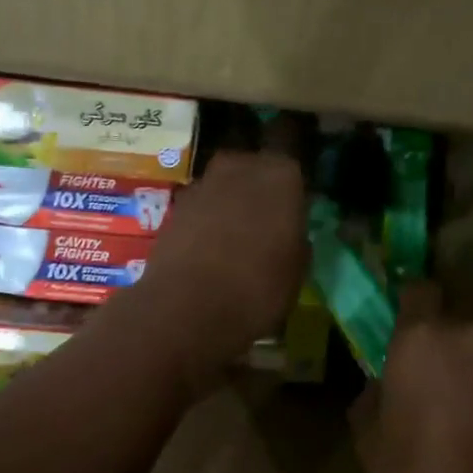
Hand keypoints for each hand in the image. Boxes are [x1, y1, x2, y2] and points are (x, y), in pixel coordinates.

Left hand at [128, 151, 306, 386]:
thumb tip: (288, 233)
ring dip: (228, 205)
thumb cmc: (259, 287)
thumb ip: (295, 239)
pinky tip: (207, 250)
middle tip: (263, 223)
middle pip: (253, 170)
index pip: (293, 172)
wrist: (188, 306)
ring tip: (232, 240)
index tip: (292, 216)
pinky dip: (203, 221)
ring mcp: (203, 183)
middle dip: (257, 191)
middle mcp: (241, 167)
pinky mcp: (174, 206)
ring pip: (223, 187)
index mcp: (281, 175)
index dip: (291, 194)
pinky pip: (200, 207)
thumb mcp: (297, 269)